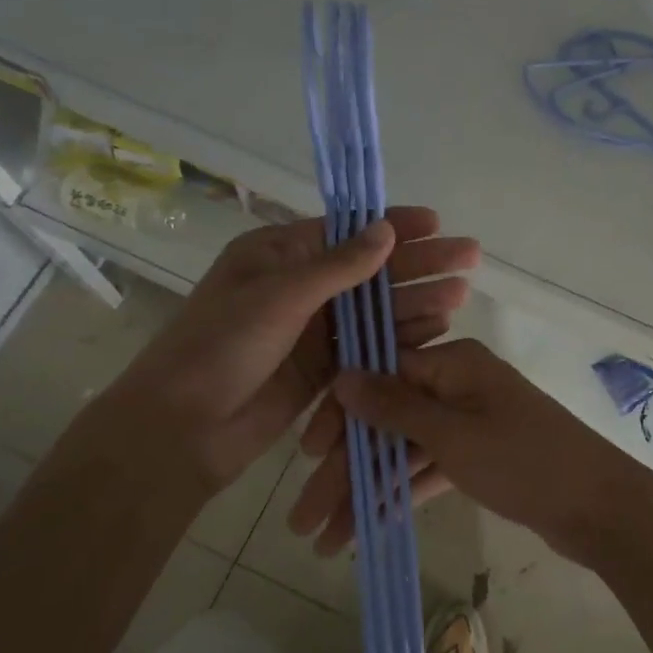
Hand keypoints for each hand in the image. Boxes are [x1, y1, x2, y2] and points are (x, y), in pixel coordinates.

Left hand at [91, 208, 478, 499]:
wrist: (183, 430)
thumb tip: (386, 230)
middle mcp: (301, 287)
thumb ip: (337, 267)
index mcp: (280, 255)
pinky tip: (436, 330)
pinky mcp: (324, 368)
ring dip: (417, 301)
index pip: (347, 231)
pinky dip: (400, 338)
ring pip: (375, 309)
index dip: (393, 225)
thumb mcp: (277, 296)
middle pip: (371, 270)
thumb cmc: (221, 347)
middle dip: (419, 263)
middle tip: (469, 257)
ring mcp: (314, 330)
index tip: (436, 223)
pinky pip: (370, 345)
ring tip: (461, 293)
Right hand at [286, 338, 652, 566]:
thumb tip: (343, 375)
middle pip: (388, 419)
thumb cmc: (525, 462)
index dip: (340, 417)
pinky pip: (430, 467)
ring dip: (369, 490)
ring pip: (405, 449)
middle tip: (304, 520)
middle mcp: (459, 384)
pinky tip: (369, 526)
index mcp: (454, 362)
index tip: (306, 457)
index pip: (380, 376)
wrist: (601, 508)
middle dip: (346, 468)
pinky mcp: (481, 455)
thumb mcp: (453, 435)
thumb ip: (396, 407)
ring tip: (327, 539)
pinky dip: (404, 492)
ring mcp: (471, 421)